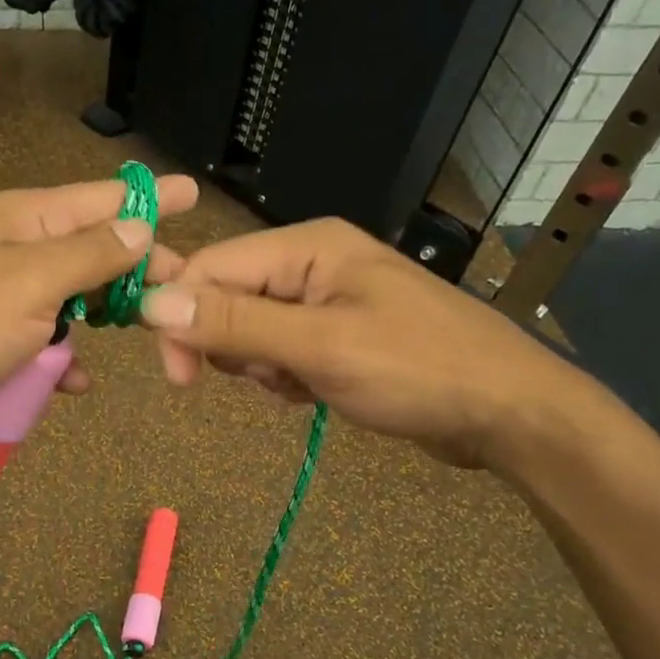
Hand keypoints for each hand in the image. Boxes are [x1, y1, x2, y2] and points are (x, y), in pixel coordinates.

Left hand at [0, 175, 197, 447]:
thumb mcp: (33, 282)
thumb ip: (91, 255)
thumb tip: (140, 227)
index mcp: (24, 219)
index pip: (101, 200)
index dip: (149, 199)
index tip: (193, 193)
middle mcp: (18, 249)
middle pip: (94, 250)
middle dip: (136, 268)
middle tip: (181, 284)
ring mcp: (7, 297)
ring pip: (75, 299)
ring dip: (102, 318)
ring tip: (144, 331)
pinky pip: (49, 342)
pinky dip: (65, 360)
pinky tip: (76, 381)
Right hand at [138, 217, 592, 469]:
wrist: (508, 413)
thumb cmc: (418, 370)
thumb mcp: (320, 347)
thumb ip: (234, 322)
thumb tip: (151, 302)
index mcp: (307, 246)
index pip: (210, 267)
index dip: (181, 315)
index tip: (178, 378)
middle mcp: (311, 263)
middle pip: (227, 296)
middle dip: (231, 346)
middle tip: (268, 379)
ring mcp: (325, 298)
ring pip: (249, 329)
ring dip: (260, 366)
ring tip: (302, 385)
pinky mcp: (336, 333)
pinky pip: (279, 351)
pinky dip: (284, 376)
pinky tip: (314, 393)